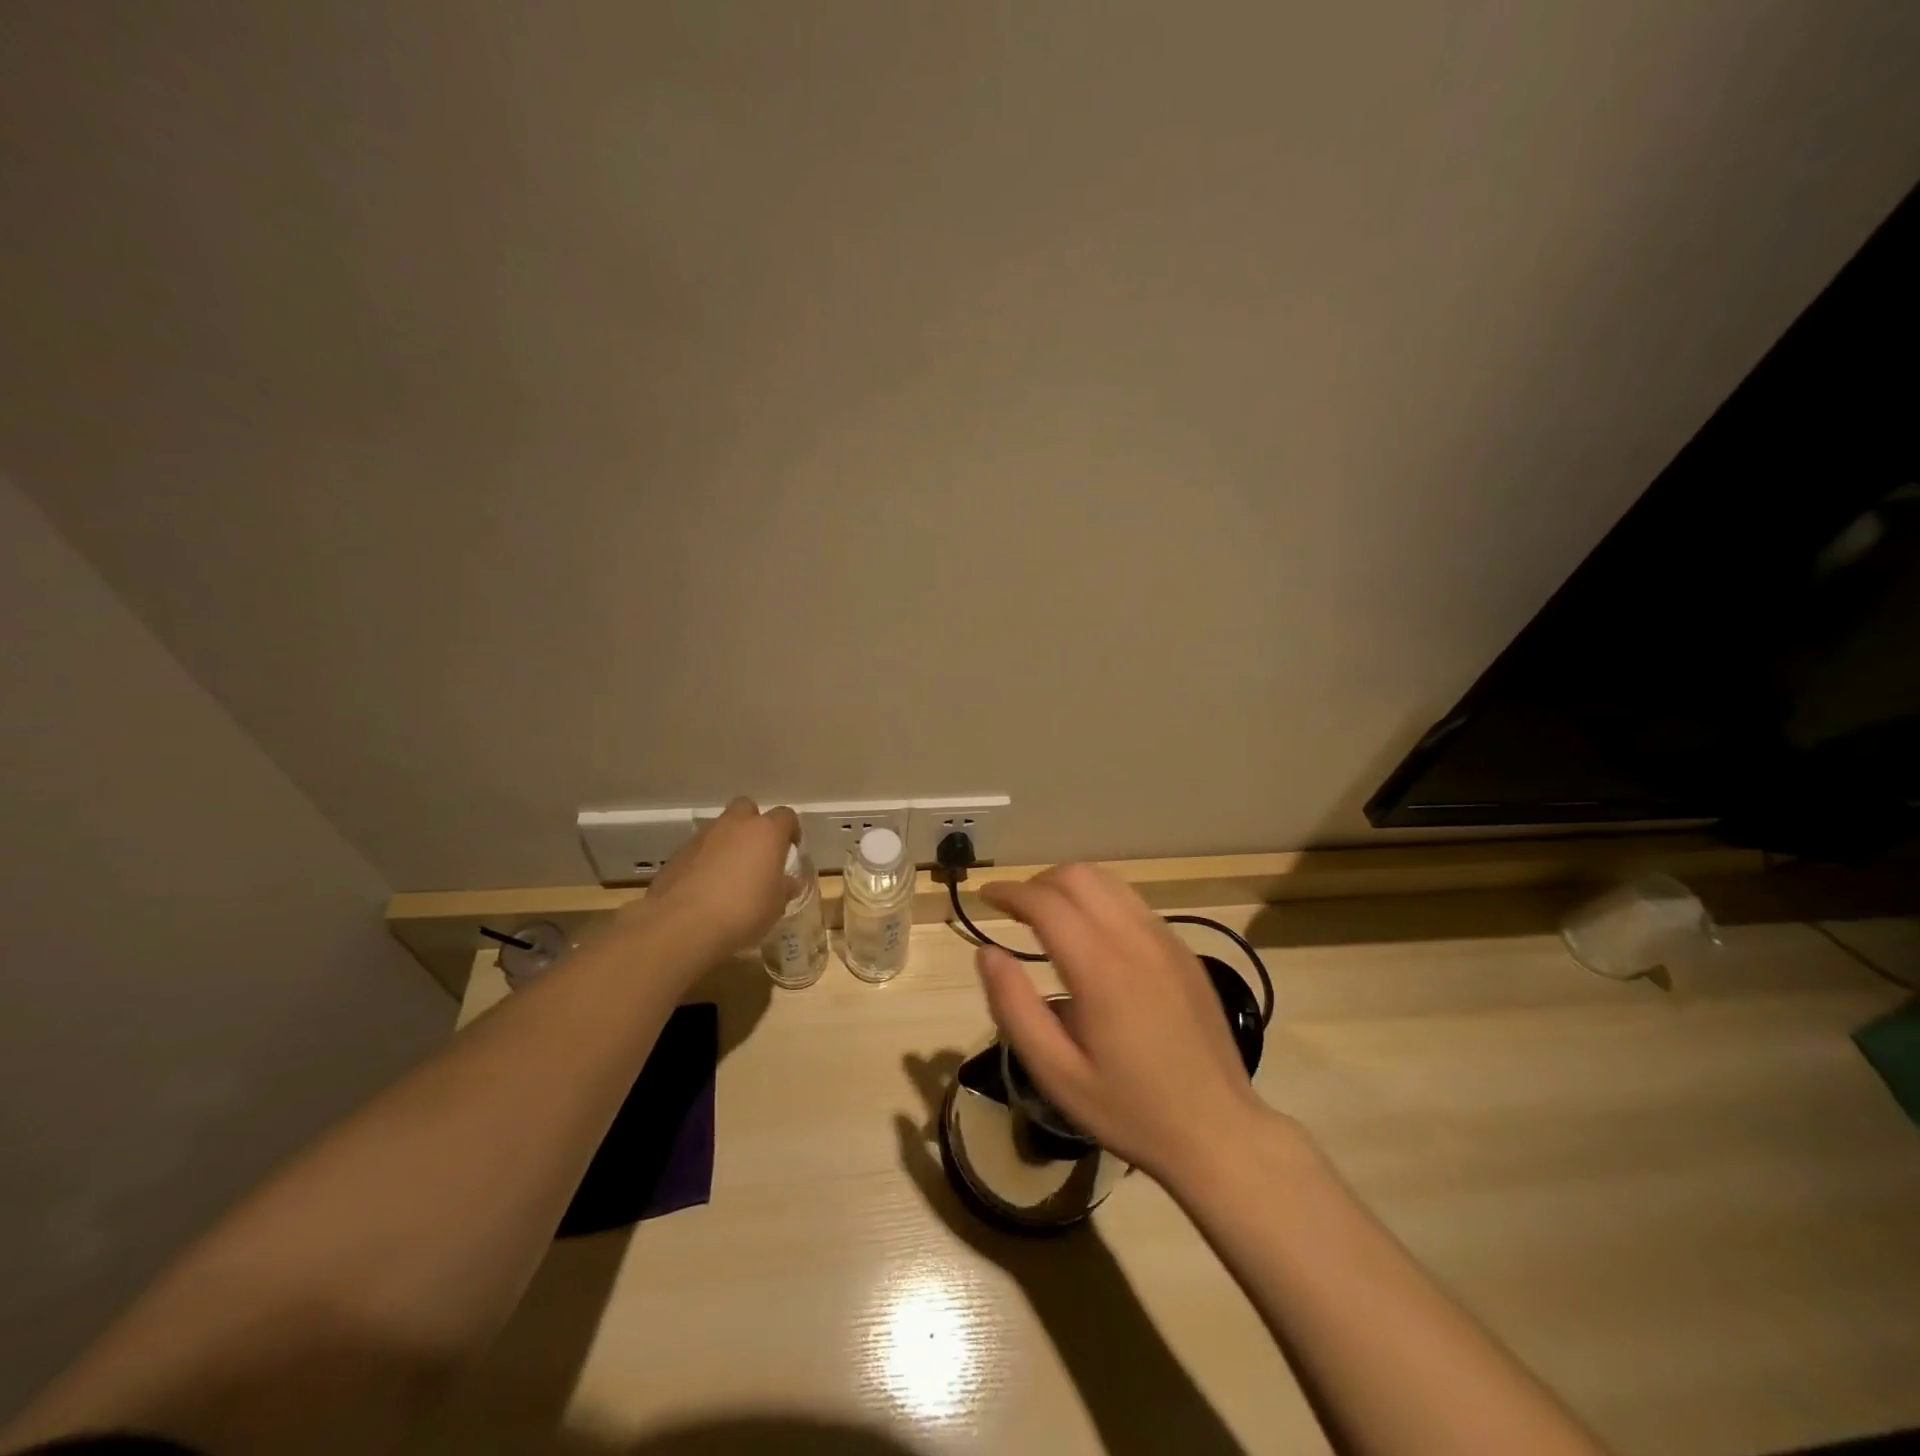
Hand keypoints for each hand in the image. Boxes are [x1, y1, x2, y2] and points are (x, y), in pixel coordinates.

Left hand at [623, 797, 799, 961]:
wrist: (682, 925)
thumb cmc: (743, 911)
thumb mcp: (775, 906)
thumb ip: (783, 889)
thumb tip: (789, 884)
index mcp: (766, 832)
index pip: (786, 816)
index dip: (790, 830)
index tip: (790, 849)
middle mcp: (734, 826)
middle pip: (746, 809)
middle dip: (753, 825)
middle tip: (757, 853)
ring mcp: (702, 837)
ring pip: (719, 829)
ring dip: (727, 844)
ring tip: (729, 876)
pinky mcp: (677, 855)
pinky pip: (698, 850)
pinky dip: (704, 861)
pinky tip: (705, 888)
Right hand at [975, 863, 1267, 1188]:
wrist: (1219, 1131)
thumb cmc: (1130, 1110)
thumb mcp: (1057, 1074)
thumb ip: (1014, 1007)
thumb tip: (987, 951)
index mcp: (1101, 968)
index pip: (1045, 901)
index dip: (1009, 891)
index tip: (985, 897)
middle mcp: (1136, 938)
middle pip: (1078, 875)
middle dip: (1037, 882)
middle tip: (1014, 910)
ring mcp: (1166, 940)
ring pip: (1108, 881)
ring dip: (1069, 886)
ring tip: (1047, 916)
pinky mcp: (1183, 950)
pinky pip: (1133, 903)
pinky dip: (1100, 901)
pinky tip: (1091, 936)